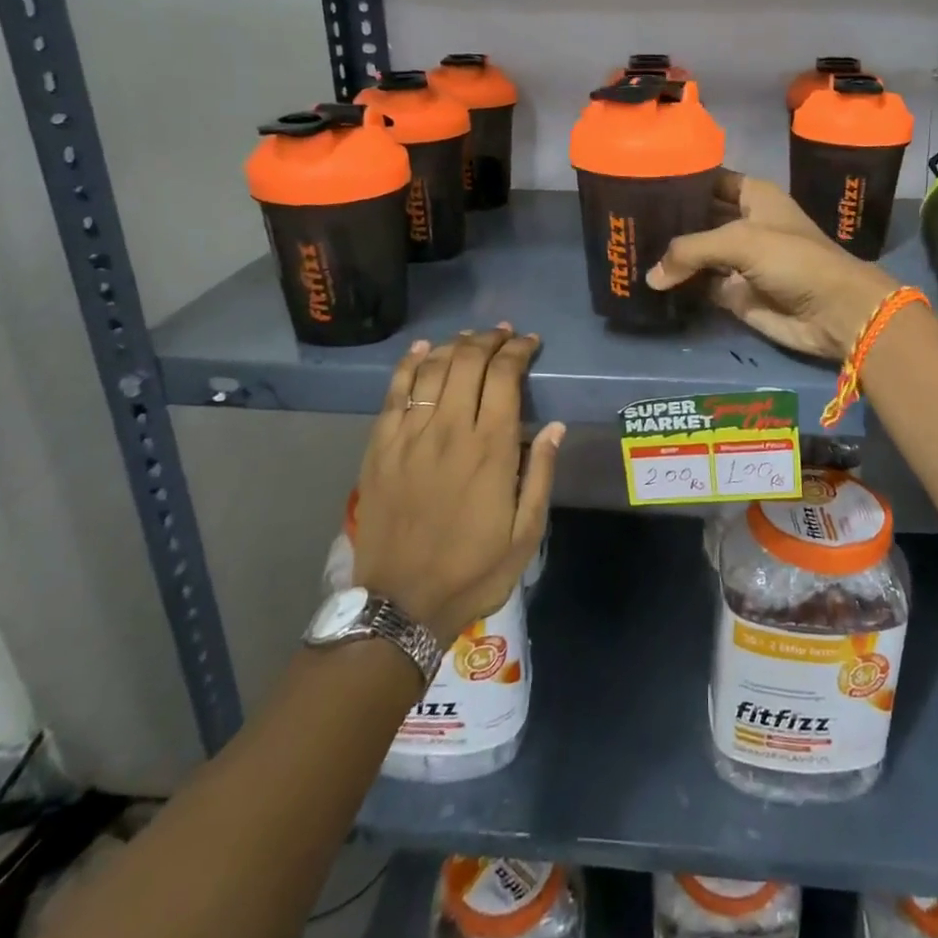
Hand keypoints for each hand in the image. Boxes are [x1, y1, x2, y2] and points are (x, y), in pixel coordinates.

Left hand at [351, 327, 564, 642]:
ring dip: (454, 345)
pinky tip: (422, 349)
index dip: (518, 351)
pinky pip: (395, 392)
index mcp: (491, 449)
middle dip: (489, 340)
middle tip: (503, 334)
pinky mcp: (380, 447)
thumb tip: (556, 426)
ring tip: (470, 338)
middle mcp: (450, 430)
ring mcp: (410, 436)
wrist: (400, 603)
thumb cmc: (473, 571)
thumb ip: (541, 474)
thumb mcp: (526, 533)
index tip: (529, 343)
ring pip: (432, 369)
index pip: (505, 377)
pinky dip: (409, 364)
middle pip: (468, 362)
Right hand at [646, 171, 897, 360]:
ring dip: (669, 255)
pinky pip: (699, 285)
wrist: (833, 312)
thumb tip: (651, 277)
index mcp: (753, 196)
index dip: (680, 180)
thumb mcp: (741, 241)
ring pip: (695, 253)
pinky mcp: (734, 293)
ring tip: (627, 248)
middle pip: (697, 217)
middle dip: (668, 220)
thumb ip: (691, 250)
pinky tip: (647, 280)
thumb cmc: (794, 260)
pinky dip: (678, 285)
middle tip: (624, 220)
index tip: (640, 180)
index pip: (709, 179)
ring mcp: (738, 260)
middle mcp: (743, 223)